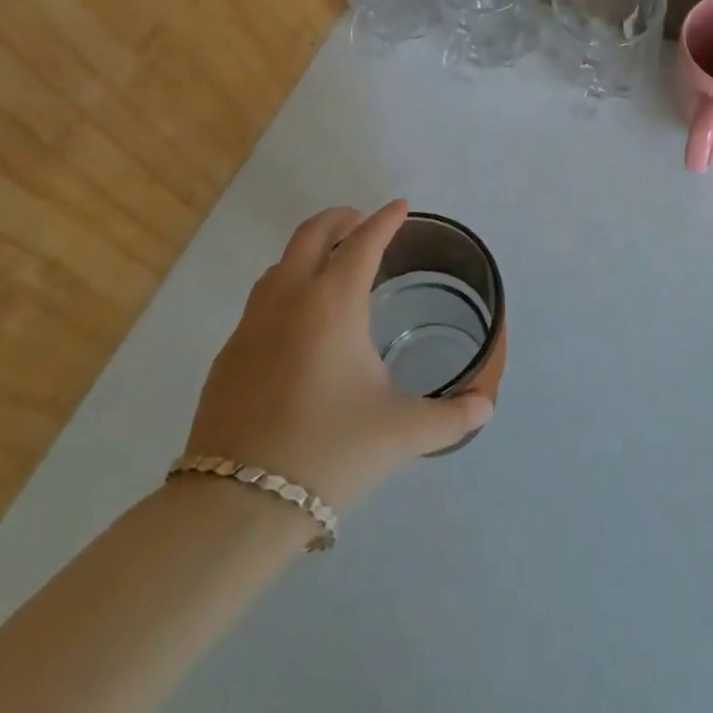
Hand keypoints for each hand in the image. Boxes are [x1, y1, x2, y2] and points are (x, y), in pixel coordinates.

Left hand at [182, 200, 491, 512]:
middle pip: (311, 235)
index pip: (363, 243)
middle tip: (362, 222)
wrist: (237, 505)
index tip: (400, 206)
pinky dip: (285, 290)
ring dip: (307, 252)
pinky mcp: (228, 356)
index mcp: (333, 303)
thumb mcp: (402, 433)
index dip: (385, 220)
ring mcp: (251, 326)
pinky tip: (296, 325)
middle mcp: (289, 300)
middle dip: (339, 219)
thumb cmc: (330, 452)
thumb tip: (484, 408)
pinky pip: (260, 302)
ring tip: (329, 267)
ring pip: (280, 265)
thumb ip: (452, 417)